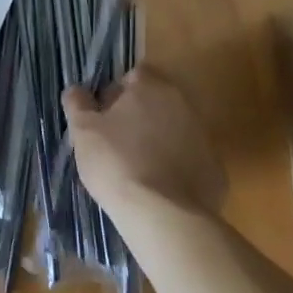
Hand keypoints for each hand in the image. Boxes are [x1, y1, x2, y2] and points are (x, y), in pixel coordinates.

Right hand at [63, 67, 224, 222]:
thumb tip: (77, 90)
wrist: (164, 217)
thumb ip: (78, 103)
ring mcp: (204, 137)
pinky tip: (160, 189)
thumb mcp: (83, 130)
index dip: (116, 93)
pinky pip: (190, 161)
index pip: (133, 76)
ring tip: (138, 170)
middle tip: (117, 143)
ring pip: (174, 131)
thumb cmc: (117, 163)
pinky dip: (177, 169)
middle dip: (138, 117)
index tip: (103, 117)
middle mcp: (182, 104)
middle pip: (156, 102)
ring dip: (158, 141)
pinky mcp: (216, 170)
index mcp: (150, 87)